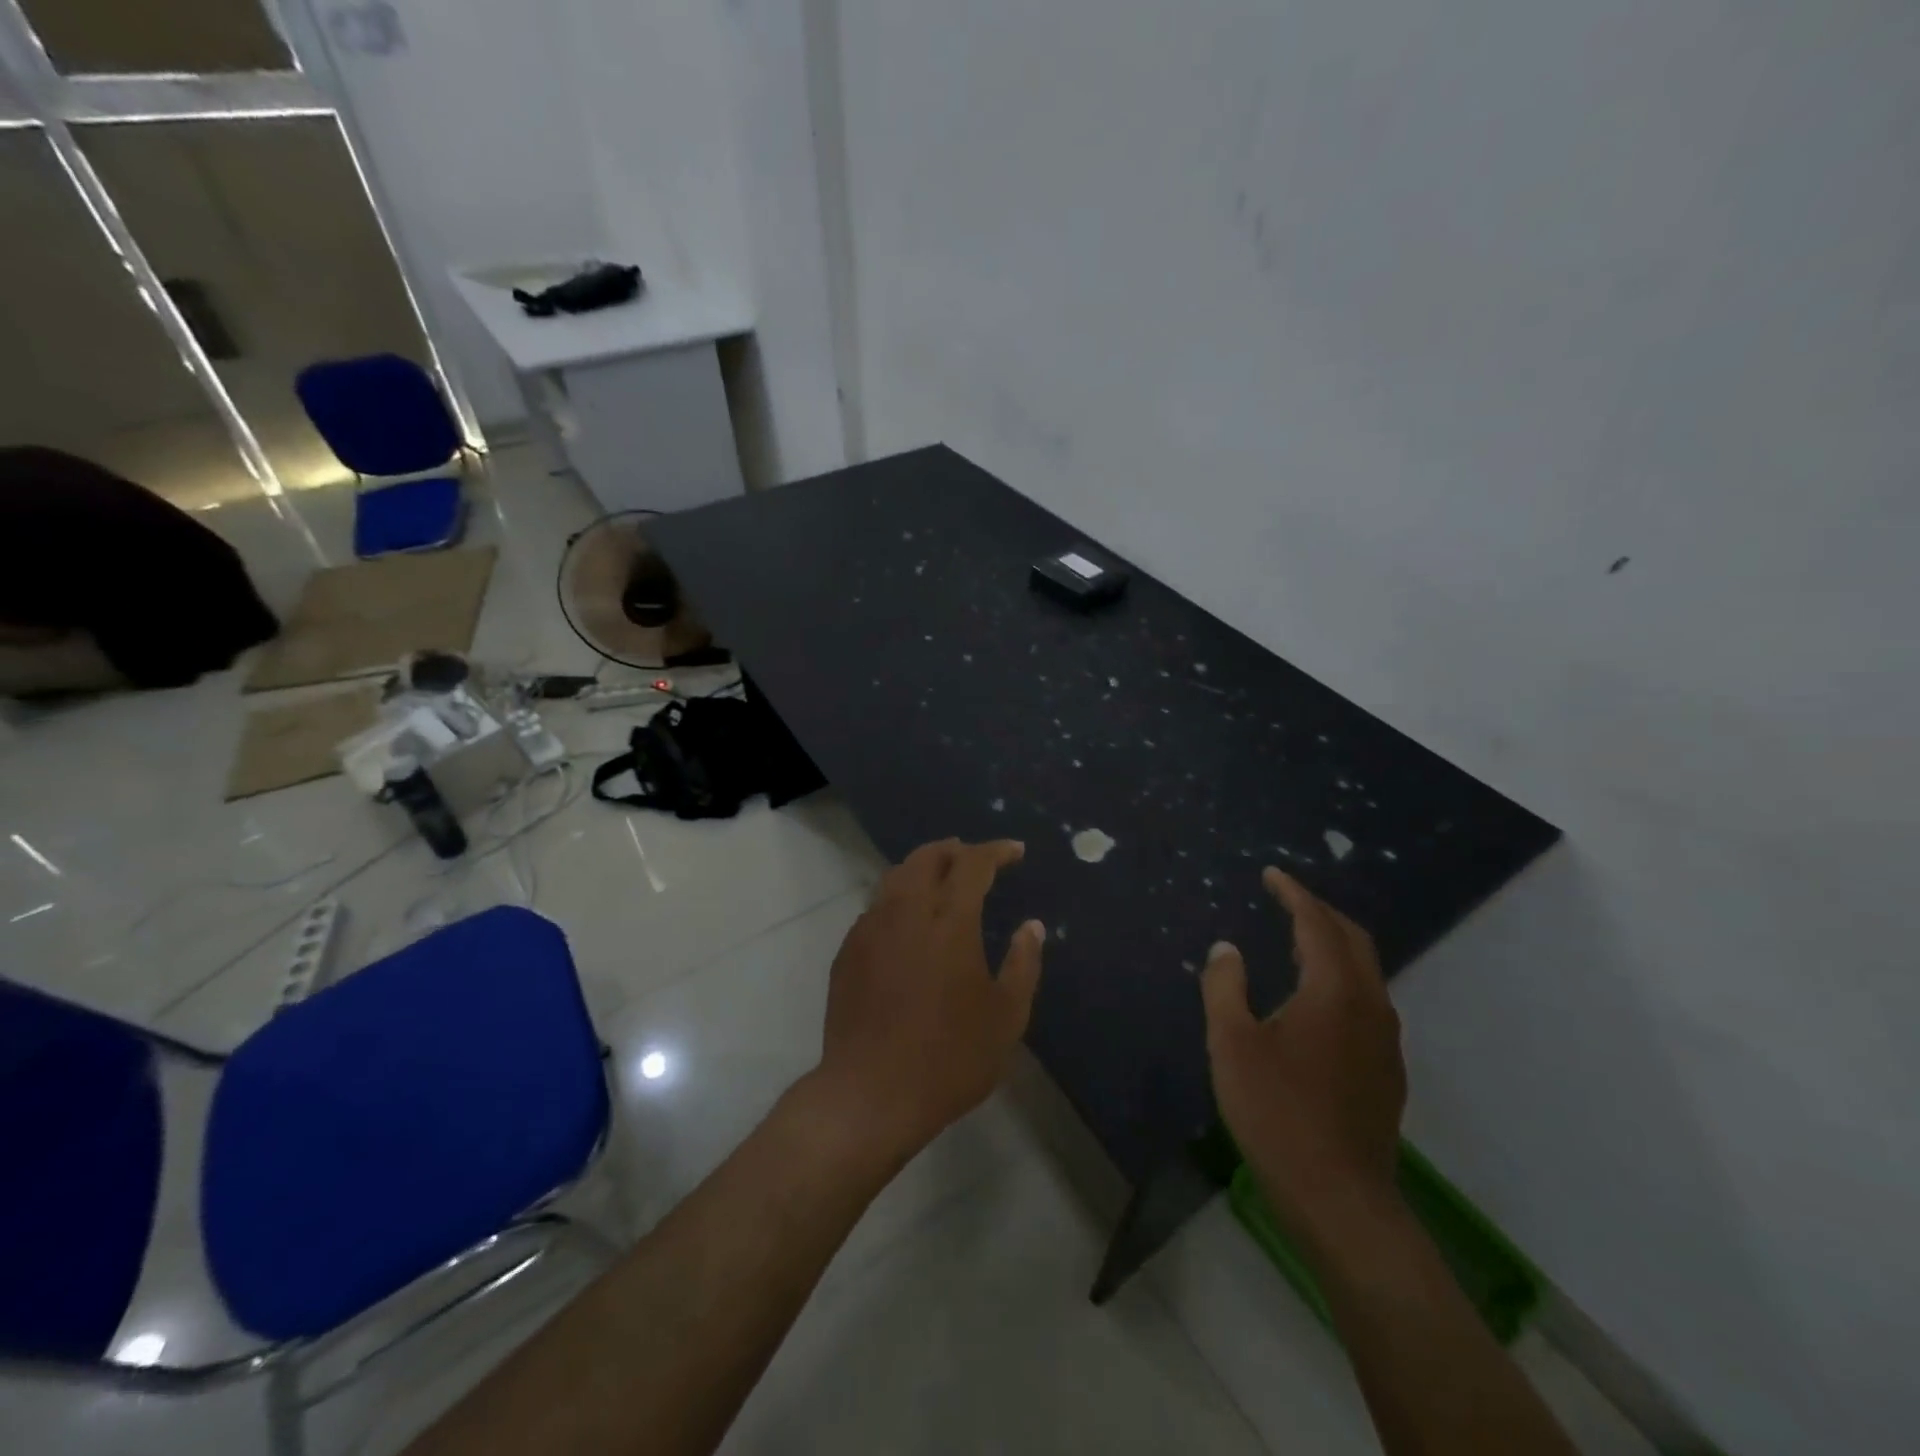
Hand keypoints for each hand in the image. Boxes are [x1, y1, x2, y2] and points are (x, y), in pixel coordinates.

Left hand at [812, 838, 1044, 1163]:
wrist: (870, 1094)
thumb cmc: (949, 1057)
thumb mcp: (1006, 1017)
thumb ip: (1023, 964)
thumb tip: (1031, 926)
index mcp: (949, 921)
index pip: (972, 863)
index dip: (996, 851)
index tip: (1015, 851)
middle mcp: (906, 911)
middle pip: (926, 858)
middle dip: (954, 850)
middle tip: (974, 859)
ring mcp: (870, 929)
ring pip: (895, 877)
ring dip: (922, 869)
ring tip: (941, 881)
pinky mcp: (848, 952)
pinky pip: (876, 907)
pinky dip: (898, 899)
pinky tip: (908, 923)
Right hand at [1201, 868, 1405, 1250]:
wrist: (1340, 1198)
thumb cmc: (1277, 1113)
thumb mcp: (1232, 1044)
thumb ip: (1225, 986)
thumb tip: (1226, 948)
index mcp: (1334, 991)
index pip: (1316, 923)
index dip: (1293, 894)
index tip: (1271, 874)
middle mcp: (1369, 1005)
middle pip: (1352, 939)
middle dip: (1319, 912)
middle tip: (1284, 899)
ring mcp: (1385, 1040)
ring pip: (1364, 971)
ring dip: (1331, 945)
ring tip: (1294, 940)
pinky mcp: (1386, 1069)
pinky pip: (1365, 1000)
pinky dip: (1339, 977)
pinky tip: (1312, 999)